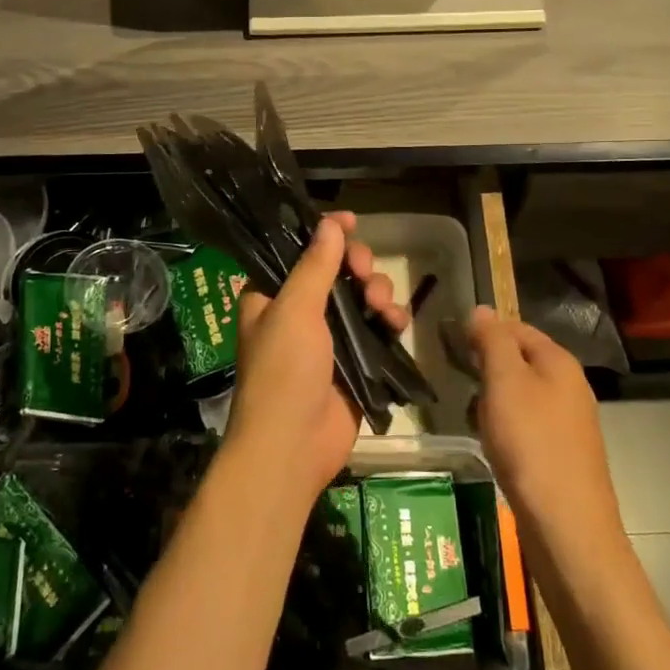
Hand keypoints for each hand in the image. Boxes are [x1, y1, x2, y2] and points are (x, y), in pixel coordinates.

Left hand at [226, 213, 408, 506]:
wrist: (292, 447)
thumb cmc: (283, 371)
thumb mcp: (295, 310)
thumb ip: (315, 265)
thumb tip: (330, 223)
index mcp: (272, 296)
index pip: (300, 252)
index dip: (324, 234)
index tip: (351, 221)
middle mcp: (299, 312)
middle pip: (337, 270)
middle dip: (359, 266)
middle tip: (365, 273)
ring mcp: (329, 338)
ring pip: (362, 297)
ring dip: (378, 293)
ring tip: (383, 308)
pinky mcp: (355, 362)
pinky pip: (378, 329)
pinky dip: (390, 321)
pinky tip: (398, 323)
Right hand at [468, 307, 623, 550]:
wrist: (567, 525)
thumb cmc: (531, 444)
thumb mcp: (505, 382)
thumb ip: (492, 341)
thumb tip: (482, 309)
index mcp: (559, 362)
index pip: (517, 328)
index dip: (485, 331)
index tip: (453, 345)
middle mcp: (570, 386)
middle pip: (521, 360)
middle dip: (489, 369)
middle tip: (461, 383)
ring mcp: (570, 422)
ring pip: (522, 395)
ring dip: (495, 401)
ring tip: (475, 418)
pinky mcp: (564, 453)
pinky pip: (528, 425)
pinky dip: (507, 428)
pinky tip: (495, 447)